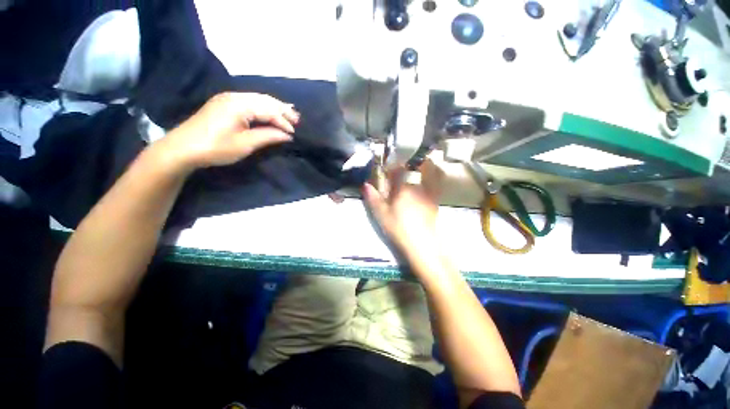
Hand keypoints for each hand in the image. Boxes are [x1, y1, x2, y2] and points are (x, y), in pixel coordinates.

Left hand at [157, 92, 298, 170]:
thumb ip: (267, 136)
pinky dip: (263, 106)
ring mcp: (227, 98)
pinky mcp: (223, 103)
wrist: (182, 148)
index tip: (294, 134)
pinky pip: (249, 101)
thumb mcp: (245, 144)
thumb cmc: (215, 148)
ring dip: (274, 106)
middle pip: (265, 100)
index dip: (283, 122)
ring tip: (288, 114)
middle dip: (282, 109)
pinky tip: (269, 111)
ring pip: (257, 98)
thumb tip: (287, 135)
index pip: (268, 110)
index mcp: (239, 105)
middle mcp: (234, 96)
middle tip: (297, 119)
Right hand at [362, 160, 443, 262]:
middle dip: (407, 165)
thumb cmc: (398, 227)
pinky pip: (436, 183)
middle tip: (402, 168)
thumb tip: (365, 185)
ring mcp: (429, 193)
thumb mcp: (381, 214)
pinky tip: (427, 182)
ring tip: (417, 168)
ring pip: (428, 173)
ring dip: (422, 167)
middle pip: (414, 168)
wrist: (421, 243)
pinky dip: (433, 177)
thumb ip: (373, 197)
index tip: (387, 168)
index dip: (392, 166)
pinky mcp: (435, 201)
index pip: (398, 169)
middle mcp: (417, 186)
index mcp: (403, 187)